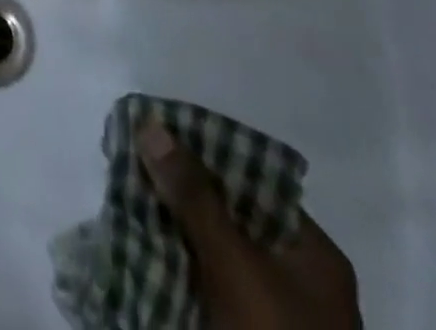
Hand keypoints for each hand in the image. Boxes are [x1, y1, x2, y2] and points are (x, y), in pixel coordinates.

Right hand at [138, 120, 361, 328]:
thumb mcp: (235, 266)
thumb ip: (195, 196)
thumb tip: (152, 124)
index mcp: (312, 254)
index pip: (253, 180)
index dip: (204, 153)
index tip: (156, 133)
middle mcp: (297, 279)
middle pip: (230, 215)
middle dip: (180, 190)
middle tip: (131, 161)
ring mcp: (270, 314)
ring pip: (212, 251)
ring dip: (171, 228)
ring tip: (124, 195)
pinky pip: (203, 288)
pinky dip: (173, 268)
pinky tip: (136, 245)